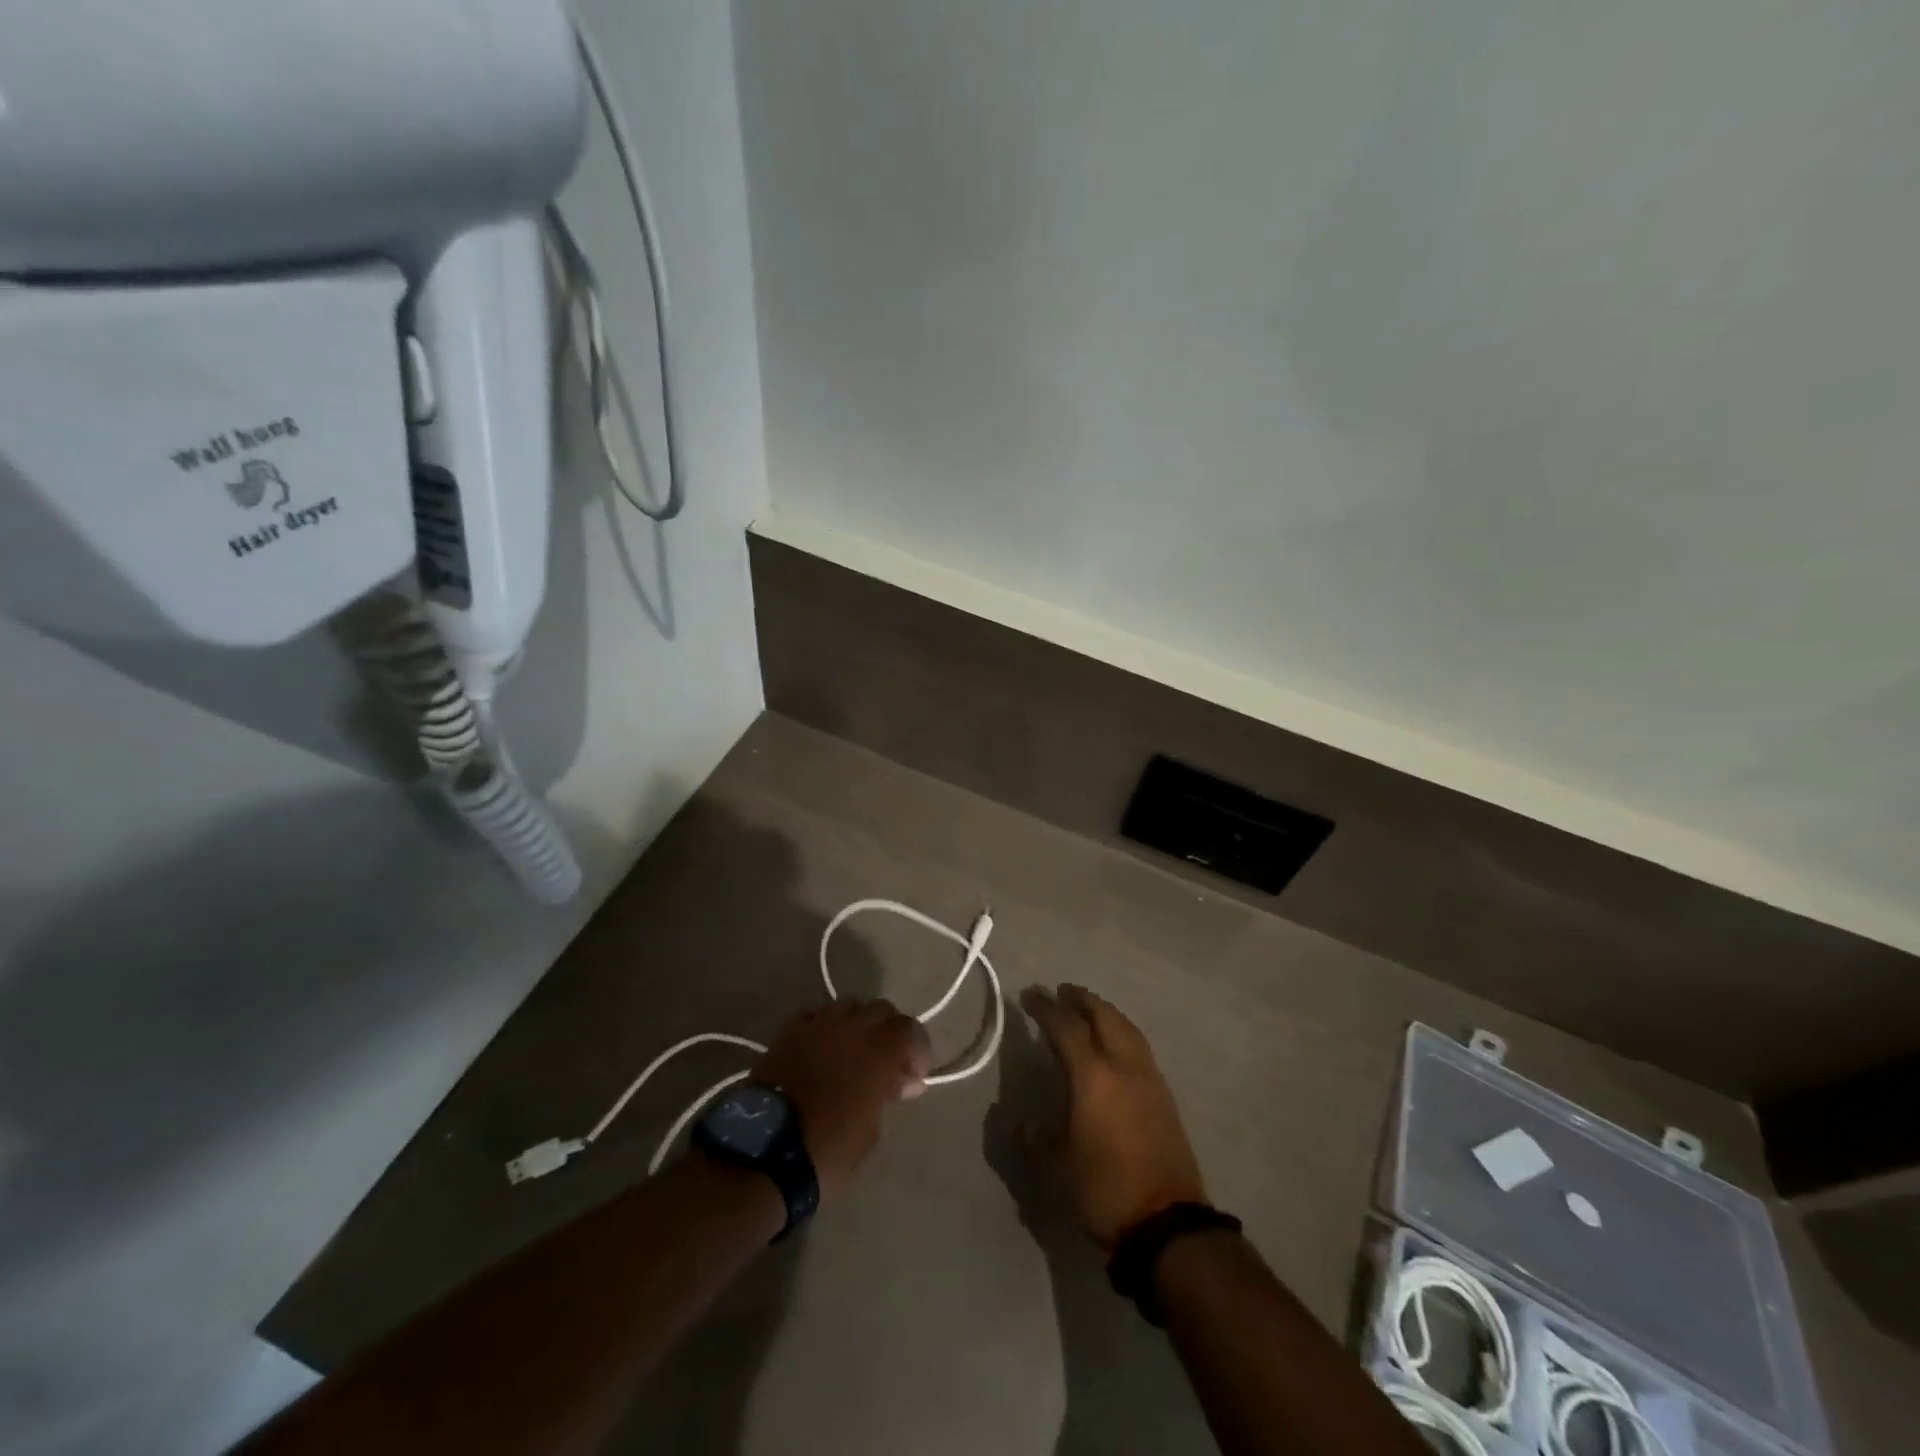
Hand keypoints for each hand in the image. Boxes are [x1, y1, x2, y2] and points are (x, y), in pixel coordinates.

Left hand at [754, 1001, 932, 1201]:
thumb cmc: (829, 1148)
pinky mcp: (789, 1030)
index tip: (915, 1074)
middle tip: (887, 1060)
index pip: (910, 1030)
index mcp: (879, 1049)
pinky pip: (816, 1014)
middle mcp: (852, 1026)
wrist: (765, 1150)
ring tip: (853, 1050)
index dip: (917, 1049)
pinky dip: (826, 1026)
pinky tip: (823, 1047)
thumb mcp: (871, 1129)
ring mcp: (818, 1023)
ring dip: (858, 1023)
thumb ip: (890, 1094)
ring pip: (849, 1006)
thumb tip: (906, 1080)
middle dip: (889, 1031)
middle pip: (881, 1010)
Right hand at [1020, 984, 1206, 1249]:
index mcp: (1093, 1077)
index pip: (1066, 1027)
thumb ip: (1039, 1138)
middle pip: (1103, 1016)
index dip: (1045, 1008)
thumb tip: (1024, 1123)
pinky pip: (1139, 1046)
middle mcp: (1123, 1066)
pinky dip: (1121, 1031)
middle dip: (1081, 999)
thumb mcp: (1060, 1166)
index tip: (1030, 995)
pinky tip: (1114, 1043)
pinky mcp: (1164, 1094)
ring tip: (1087, 1009)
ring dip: (1104, 1012)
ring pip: (1126, 1027)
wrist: (1167, 1223)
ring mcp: (1149, 1078)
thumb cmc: (1105, 1190)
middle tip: (1061, 991)